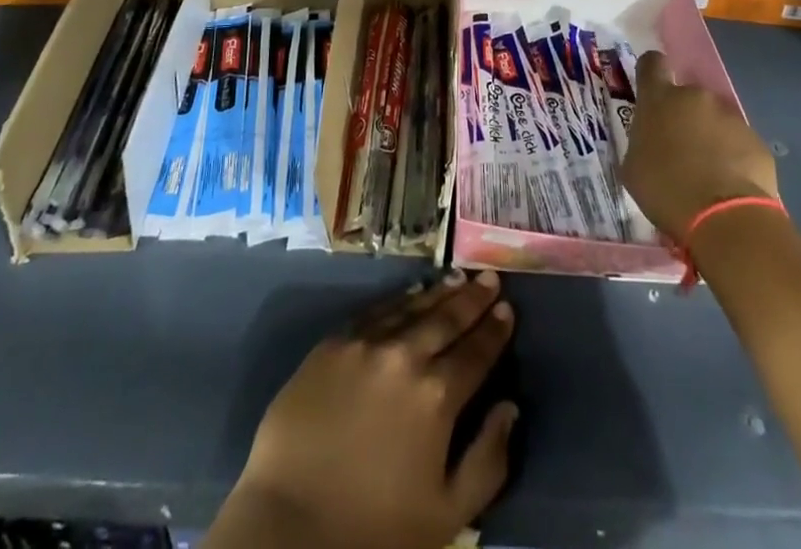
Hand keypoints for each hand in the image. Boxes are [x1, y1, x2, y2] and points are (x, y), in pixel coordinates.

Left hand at [214, 270, 519, 548]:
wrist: (290, 523)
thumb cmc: (375, 529)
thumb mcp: (447, 515)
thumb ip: (487, 460)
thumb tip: (509, 408)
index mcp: (437, 396)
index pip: (476, 352)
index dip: (495, 329)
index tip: (508, 308)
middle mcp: (404, 356)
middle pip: (446, 318)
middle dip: (472, 298)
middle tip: (489, 277)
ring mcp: (365, 344)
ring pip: (411, 307)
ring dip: (438, 293)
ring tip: (457, 277)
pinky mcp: (333, 343)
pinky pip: (374, 311)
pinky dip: (398, 300)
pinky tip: (410, 295)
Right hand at [621, 49, 780, 240]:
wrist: (725, 218)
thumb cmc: (666, 190)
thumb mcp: (633, 167)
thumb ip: (641, 141)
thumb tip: (650, 140)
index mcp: (659, 98)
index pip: (652, 63)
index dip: (651, 73)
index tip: (651, 91)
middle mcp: (695, 97)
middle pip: (686, 96)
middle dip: (682, 116)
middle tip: (679, 149)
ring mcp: (729, 116)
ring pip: (714, 119)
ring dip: (709, 136)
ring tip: (708, 172)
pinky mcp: (756, 140)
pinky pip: (738, 141)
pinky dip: (733, 156)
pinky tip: (729, 184)